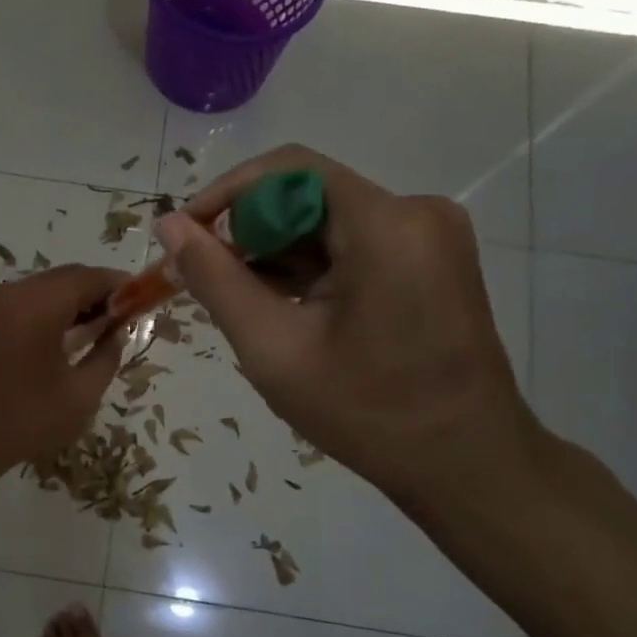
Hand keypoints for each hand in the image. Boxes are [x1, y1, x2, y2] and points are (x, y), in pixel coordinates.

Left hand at [0, 263, 127, 482]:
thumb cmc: (22, 422)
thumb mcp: (80, 397)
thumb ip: (106, 357)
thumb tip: (116, 333)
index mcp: (37, 305)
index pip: (88, 278)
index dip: (118, 284)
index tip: (141, 299)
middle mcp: (11, 294)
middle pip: (64, 278)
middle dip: (96, 291)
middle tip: (121, 317)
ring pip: (41, 288)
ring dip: (71, 300)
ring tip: (94, 329)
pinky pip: (21, 302)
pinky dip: (46, 310)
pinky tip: (58, 339)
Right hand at [155, 145, 541, 519]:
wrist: (468, 466)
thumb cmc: (367, 413)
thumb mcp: (274, 347)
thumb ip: (215, 279)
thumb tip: (168, 224)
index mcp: (386, 224)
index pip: (287, 170)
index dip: (226, 194)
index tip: (185, 236)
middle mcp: (417, 212)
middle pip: (308, 195)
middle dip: (250, 232)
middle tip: (207, 281)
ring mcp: (430, 236)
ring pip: (328, 221)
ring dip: (278, 253)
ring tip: (242, 303)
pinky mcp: (432, 259)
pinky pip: (354, 243)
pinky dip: (312, 267)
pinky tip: (284, 307)